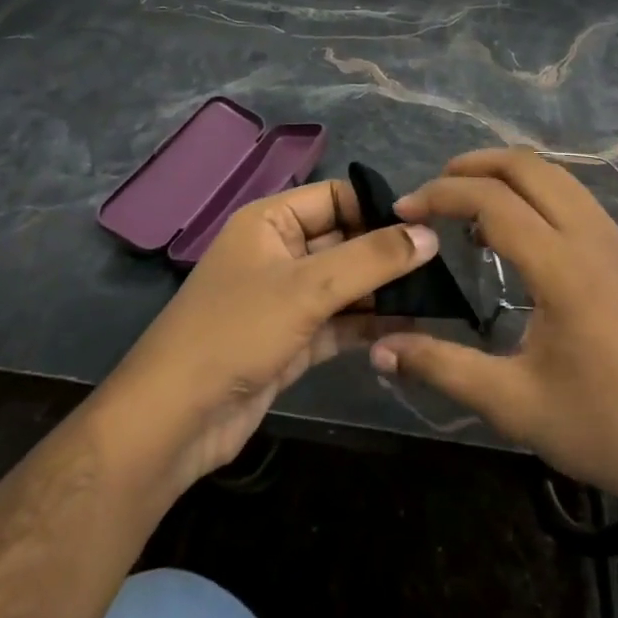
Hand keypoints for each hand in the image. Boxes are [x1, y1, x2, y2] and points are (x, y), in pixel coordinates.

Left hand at [93, 179, 436, 501]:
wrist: (174, 420)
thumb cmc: (238, 330)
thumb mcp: (309, 287)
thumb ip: (372, 260)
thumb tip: (430, 235)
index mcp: (271, 220)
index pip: (336, 197)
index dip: (378, 208)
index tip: (427, 226)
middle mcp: (279, 251)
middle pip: (344, 240)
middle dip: (387, 253)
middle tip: (443, 265)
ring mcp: (284, 298)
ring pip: (344, 284)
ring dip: (383, 292)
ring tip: (437, 297)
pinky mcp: (290, 340)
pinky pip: (338, 322)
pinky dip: (367, 325)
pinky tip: (410, 329)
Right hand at [371, 148, 617, 527]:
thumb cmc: (599, 428)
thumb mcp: (512, 403)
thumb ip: (442, 367)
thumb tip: (380, 348)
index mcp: (563, 268)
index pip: (492, 200)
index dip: (441, 195)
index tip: (404, 209)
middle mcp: (592, 237)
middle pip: (528, 166)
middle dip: (474, 165)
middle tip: (434, 190)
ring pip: (557, 176)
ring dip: (508, 174)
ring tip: (470, 206)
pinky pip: (577, 198)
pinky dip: (537, 193)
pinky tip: (519, 234)